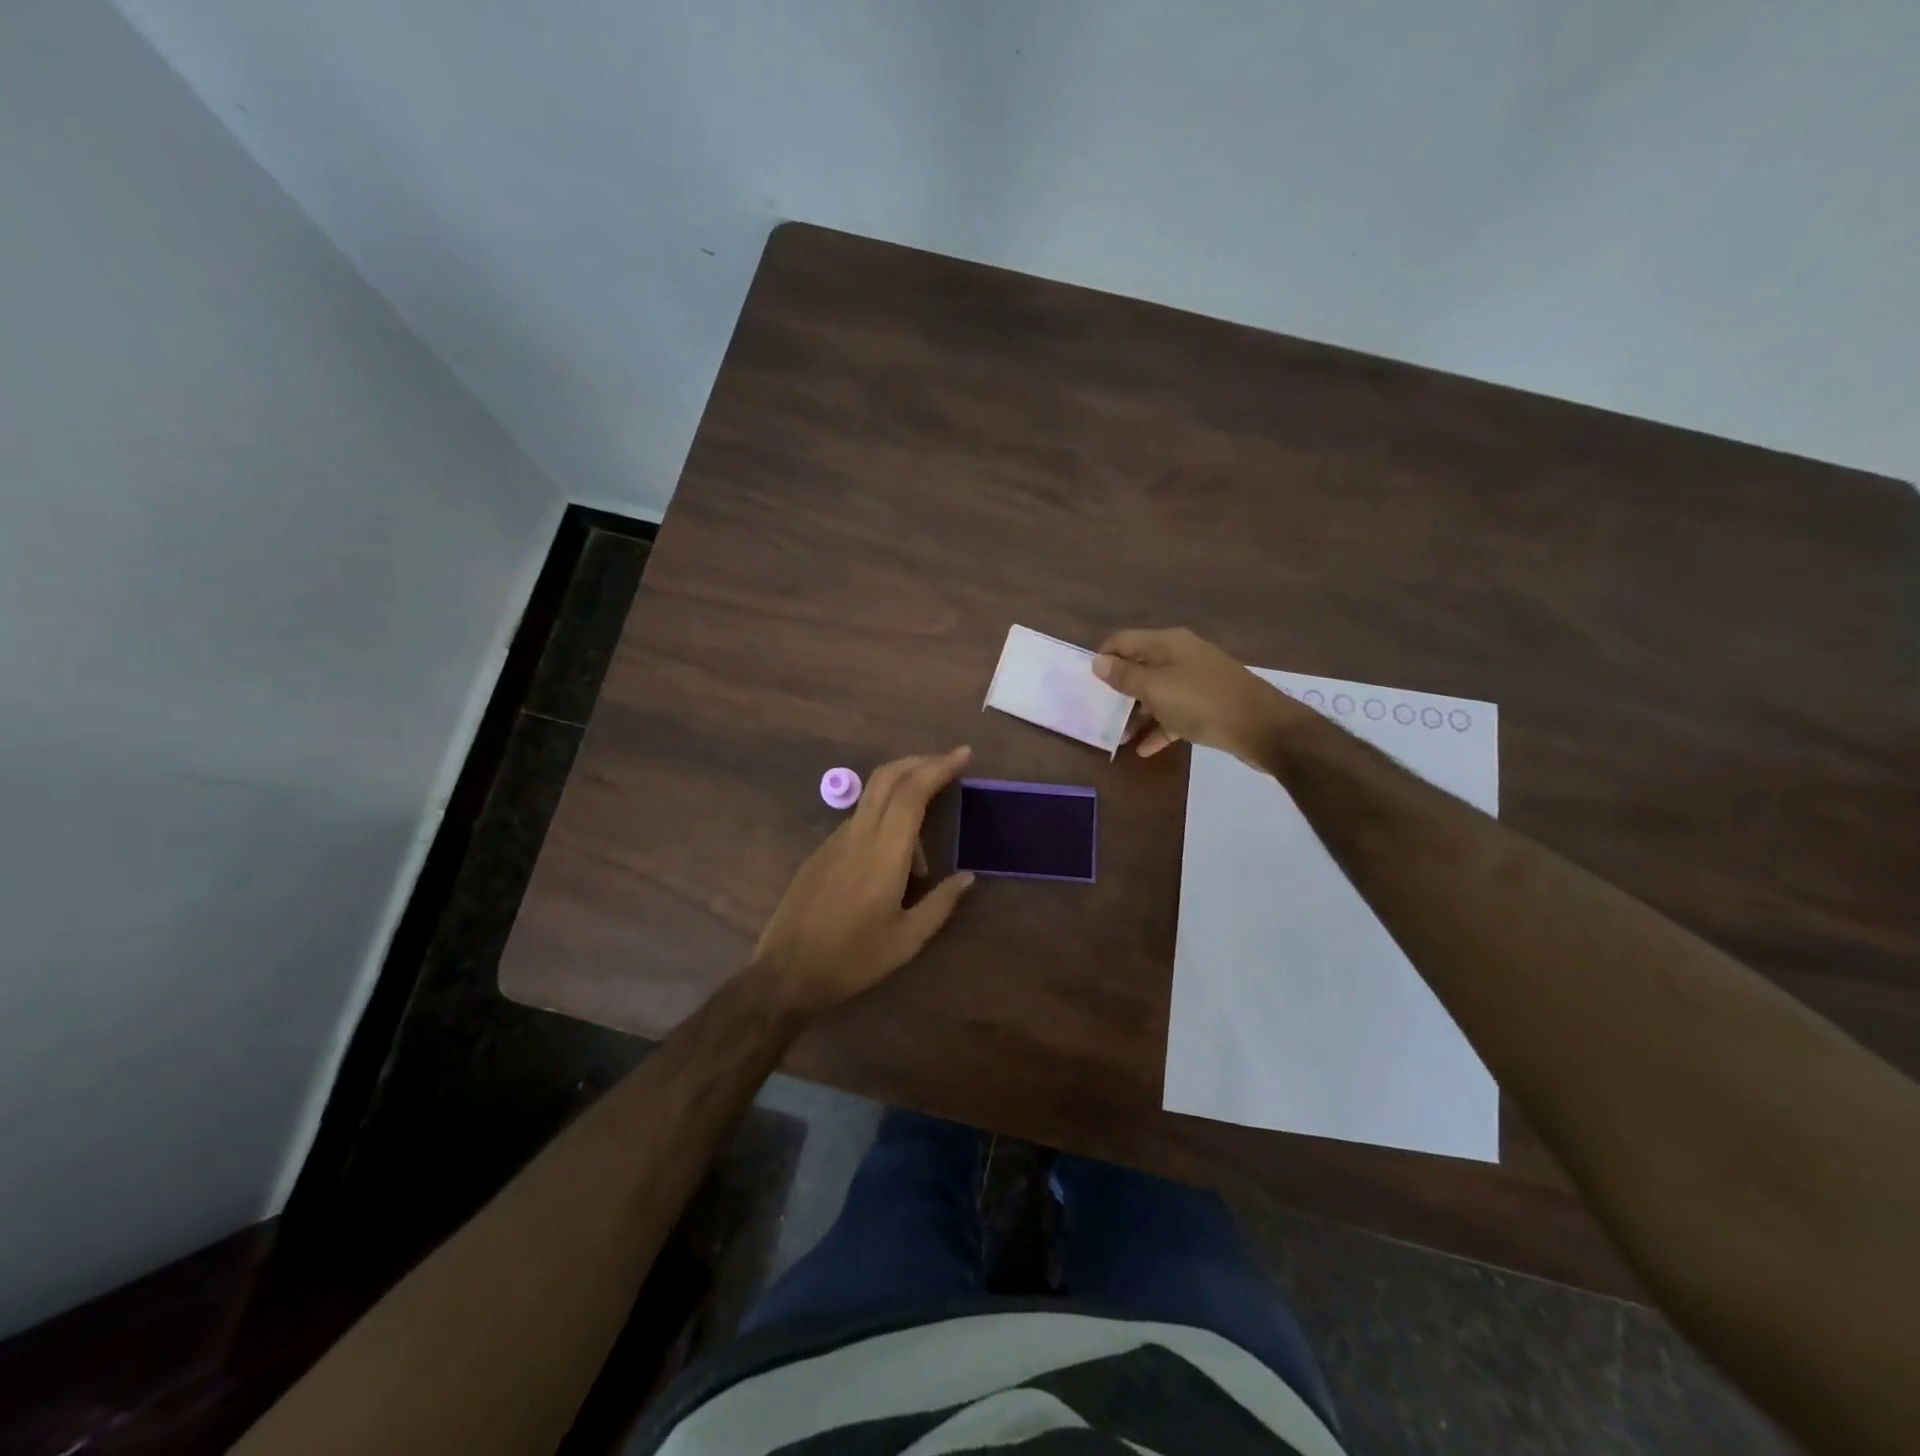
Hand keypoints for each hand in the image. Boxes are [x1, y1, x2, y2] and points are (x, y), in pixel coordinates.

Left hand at [750, 747, 975, 1013]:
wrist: (786, 973)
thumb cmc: (852, 960)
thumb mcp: (907, 941)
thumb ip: (941, 904)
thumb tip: (967, 877)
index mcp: (883, 854)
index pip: (912, 792)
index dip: (939, 767)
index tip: (963, 755)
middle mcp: (858, 836)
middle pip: (887, 777)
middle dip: (920, 762)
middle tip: (948, 766)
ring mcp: (835, 840)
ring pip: (874, 798)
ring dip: (903, 798)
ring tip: (923, 859)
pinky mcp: (822, 851)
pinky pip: (860, 820)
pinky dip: (885, 822)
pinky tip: (894, 865)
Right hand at [1095, 627, 1307, 763]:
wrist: (1263, 727)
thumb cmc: (1202, 702)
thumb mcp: (1156, 689)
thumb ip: (1125, 676)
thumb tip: (1098, 661)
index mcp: (1167, 643)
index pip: (1123, 640)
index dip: (1103, 658)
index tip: (1088, 684)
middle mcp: (1181, 655)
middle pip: (1140, 666)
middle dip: (1119, 689)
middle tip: (1100, 712)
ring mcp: (1196, 680)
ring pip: (1157, 692)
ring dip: (1137, 712)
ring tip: (1119, 736)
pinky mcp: (1208, 703)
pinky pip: (1175, 712)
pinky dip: (1159, 727)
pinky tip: (1145, 749)